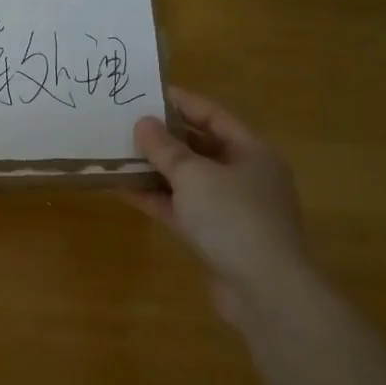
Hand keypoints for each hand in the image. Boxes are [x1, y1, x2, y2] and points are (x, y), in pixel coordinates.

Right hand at [132, 87, 307, 310]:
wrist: (266, 292)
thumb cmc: (234, 219)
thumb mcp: (194, 175)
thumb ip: (165, 149)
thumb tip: (143, 123)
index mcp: (252, 153)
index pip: (213, 116)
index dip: (182, 102)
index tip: (149, 92)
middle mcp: (245, 177)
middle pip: (200, 148)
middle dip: (165, 137)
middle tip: (128, 123)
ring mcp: (232, 210)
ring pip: (189, 180)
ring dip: (156, 169)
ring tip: (119, 154)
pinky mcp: (216, 238)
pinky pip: (182, 209)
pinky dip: (157, 199)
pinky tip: (124, 190)